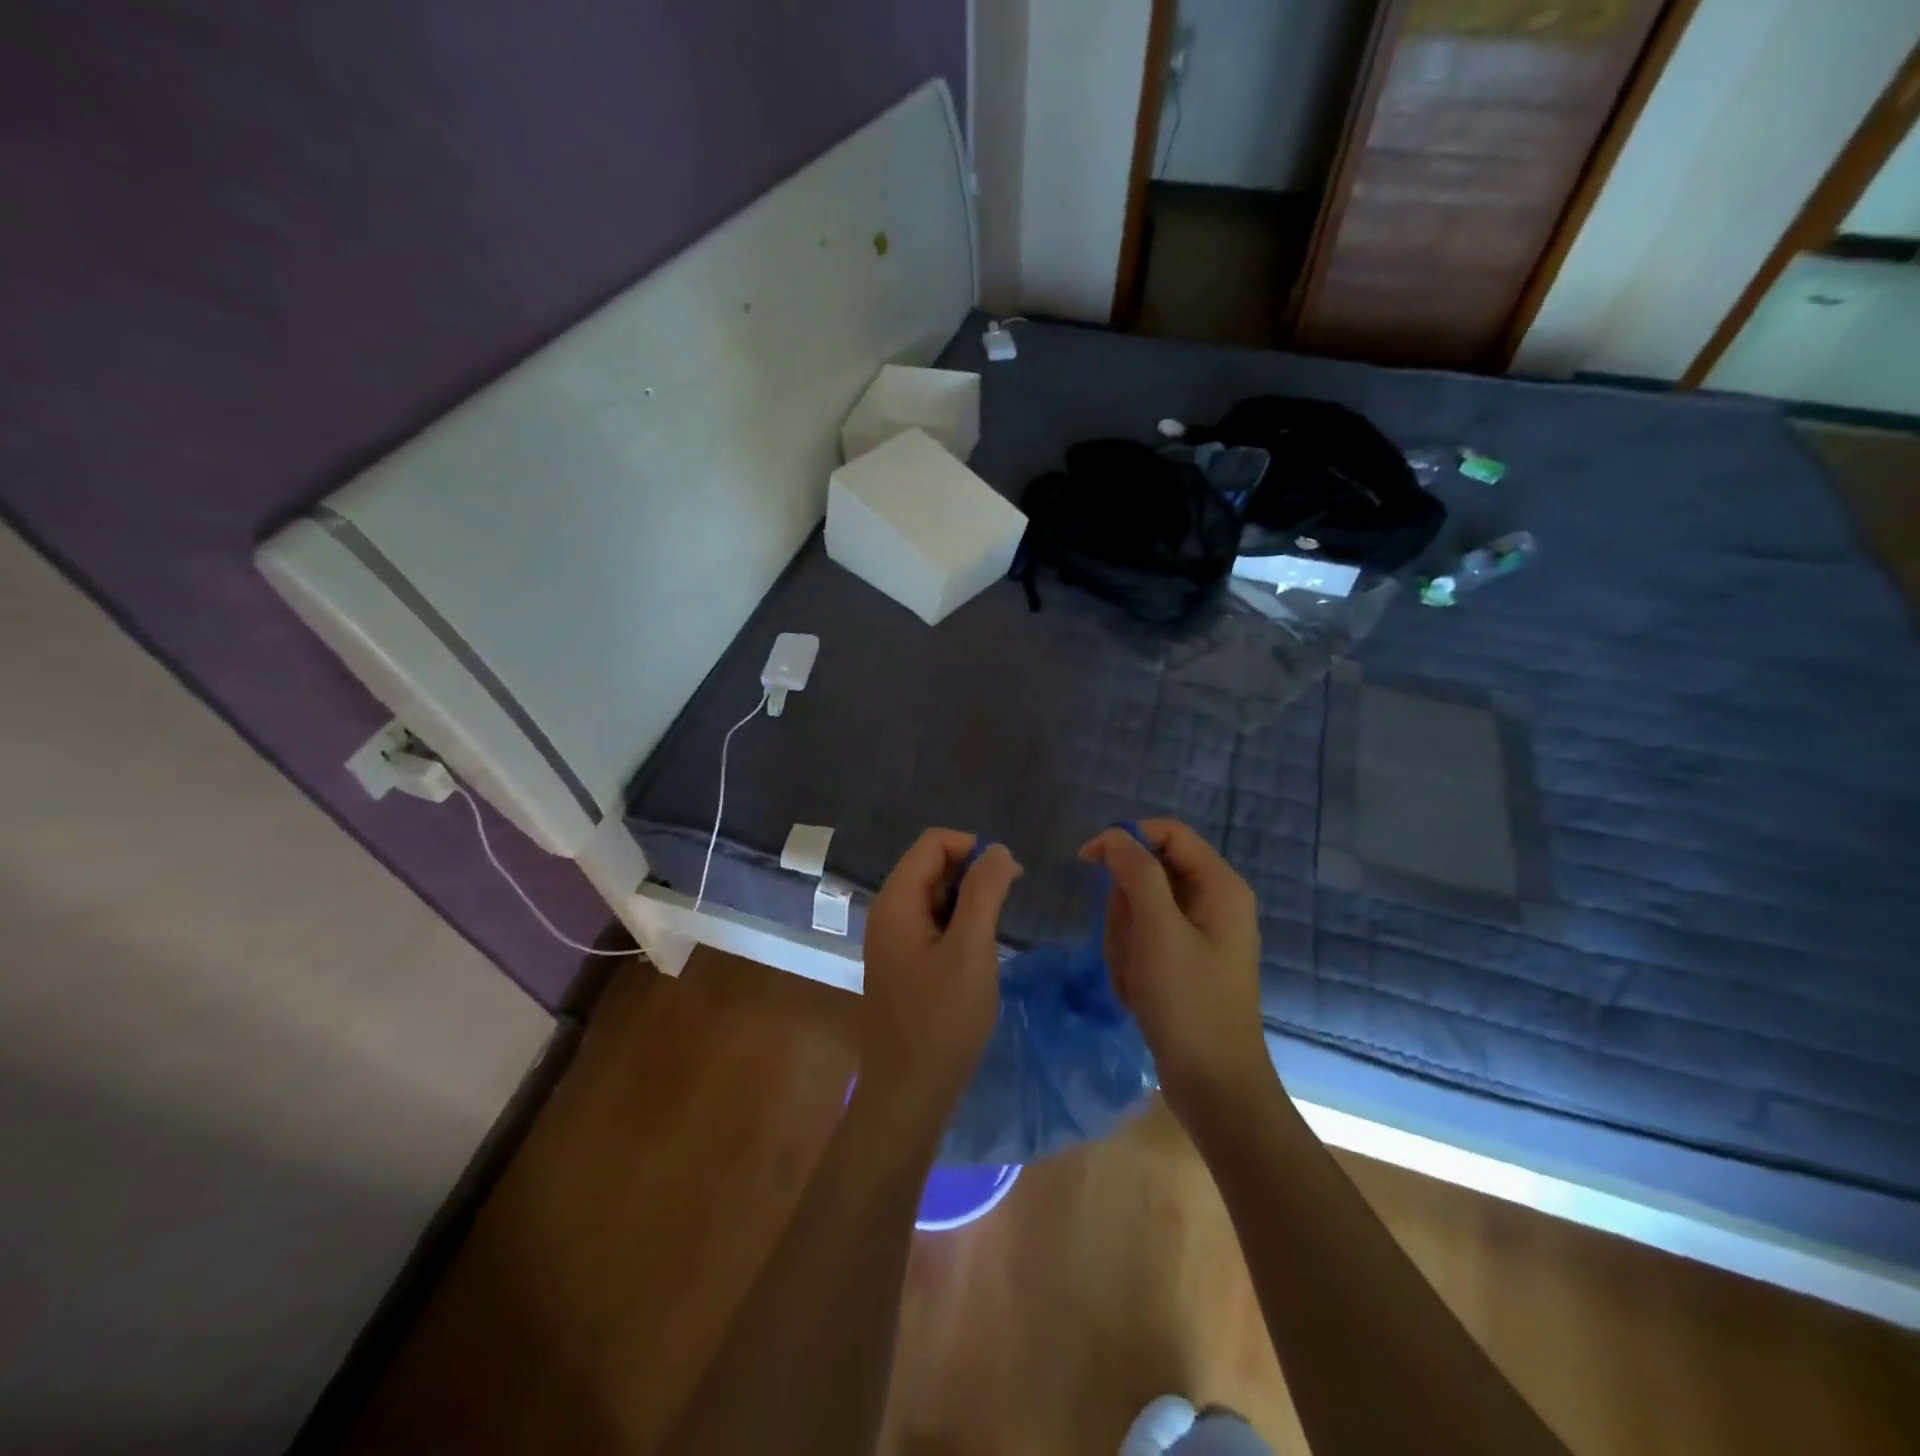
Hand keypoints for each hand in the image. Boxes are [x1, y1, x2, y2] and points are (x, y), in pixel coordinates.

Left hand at [859, 829, 1021, 1123]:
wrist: (910, 1091)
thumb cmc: (943, 1019)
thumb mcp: (971, 949)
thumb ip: (984, 892)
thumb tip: (996, 848)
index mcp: (896, 901)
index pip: (933, 843)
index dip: (972, 848)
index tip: (1007, 877)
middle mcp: (888, 912)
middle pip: (932, 866)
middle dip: (972, 873)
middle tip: (1008, 903)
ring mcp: (893, 940)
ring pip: (934, 896)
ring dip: (968, 900)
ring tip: (996, 929)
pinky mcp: (903, 963)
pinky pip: (932, 924)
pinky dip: (958, 924)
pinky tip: (978, 950)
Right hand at [1079, 820, 1267, 1122]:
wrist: (1214, 1086)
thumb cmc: (1189, 1002)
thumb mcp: (1158, 931)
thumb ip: (1136, 873)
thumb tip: (1114, 836)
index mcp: (1219, 886)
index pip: (1168, 833)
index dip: (1126, 839)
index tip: (1087, 861)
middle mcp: (1213, 902)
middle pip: (1148, 873)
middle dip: (1125, 907)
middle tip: (1129, 944)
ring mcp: (1198, 935)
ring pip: (1139, 909)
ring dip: (1124, 939)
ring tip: (1134, 976)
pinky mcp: (1184, 962)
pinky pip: (1143, 941)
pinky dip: (1131, 961)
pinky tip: (1137, 992)